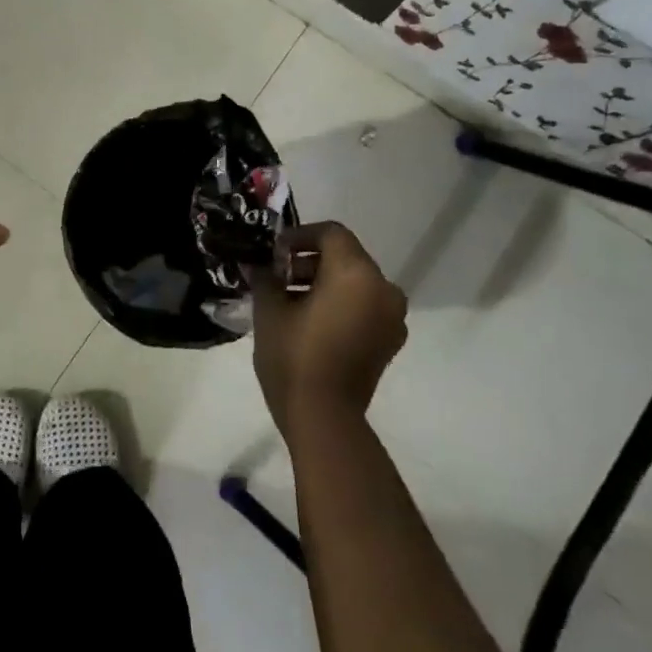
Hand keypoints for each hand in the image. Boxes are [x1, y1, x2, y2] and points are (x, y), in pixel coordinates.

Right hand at [251, 221, 407, 439]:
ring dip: (326, 283)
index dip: (300, 236)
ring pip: (356, 282)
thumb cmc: (294, 356)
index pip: (331, 233)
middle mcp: (383, 288)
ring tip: (291, 301)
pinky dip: (342, 305)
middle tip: (279, 277)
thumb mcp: (269, 310)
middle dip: (311, 261)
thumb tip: (259, 264)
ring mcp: (392, 317)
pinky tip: (312, 322)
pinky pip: (365, 307)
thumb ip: (266, 277)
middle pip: (346, 257)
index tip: (274, 254)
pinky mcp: (390, 341)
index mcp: (356, 273)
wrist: (324, 417)